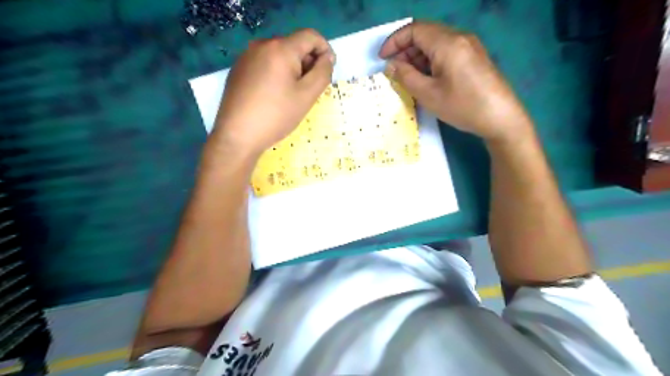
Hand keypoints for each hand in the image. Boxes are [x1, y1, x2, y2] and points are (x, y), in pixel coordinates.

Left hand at [211, 29, 334, 156]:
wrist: (237, 136)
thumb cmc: (276, 116)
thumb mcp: (307, 96)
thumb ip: (323, 72)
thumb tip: (327, 57)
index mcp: (280, 48)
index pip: (311, 36)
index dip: (325, 50)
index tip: (327, 72)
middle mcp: (261, 45)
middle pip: (294, 45)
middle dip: (307, 63)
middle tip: (308, 90)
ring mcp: (246, 56)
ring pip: (279, 55)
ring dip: (292, 70)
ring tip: (290, 96)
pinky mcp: (239, 69)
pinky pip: (265, 64)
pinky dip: (277, 74)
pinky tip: (273, 96)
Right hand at [379, 21, 531, 143]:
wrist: (501, 118)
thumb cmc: (462, 106)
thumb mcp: (428, 94)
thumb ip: (406, 76)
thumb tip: (391, 66)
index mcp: (447, 43)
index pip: (414, 30)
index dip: (394, 41)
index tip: (382, 59)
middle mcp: (460, 38)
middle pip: (425, 34)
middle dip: (405, 50)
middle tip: (393, 71)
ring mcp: (469, 47)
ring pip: (436, 43)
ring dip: (417, 56)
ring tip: (407, 77)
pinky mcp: (474, 58)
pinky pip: (447, 52)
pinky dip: (431, 61)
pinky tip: (426, 79)